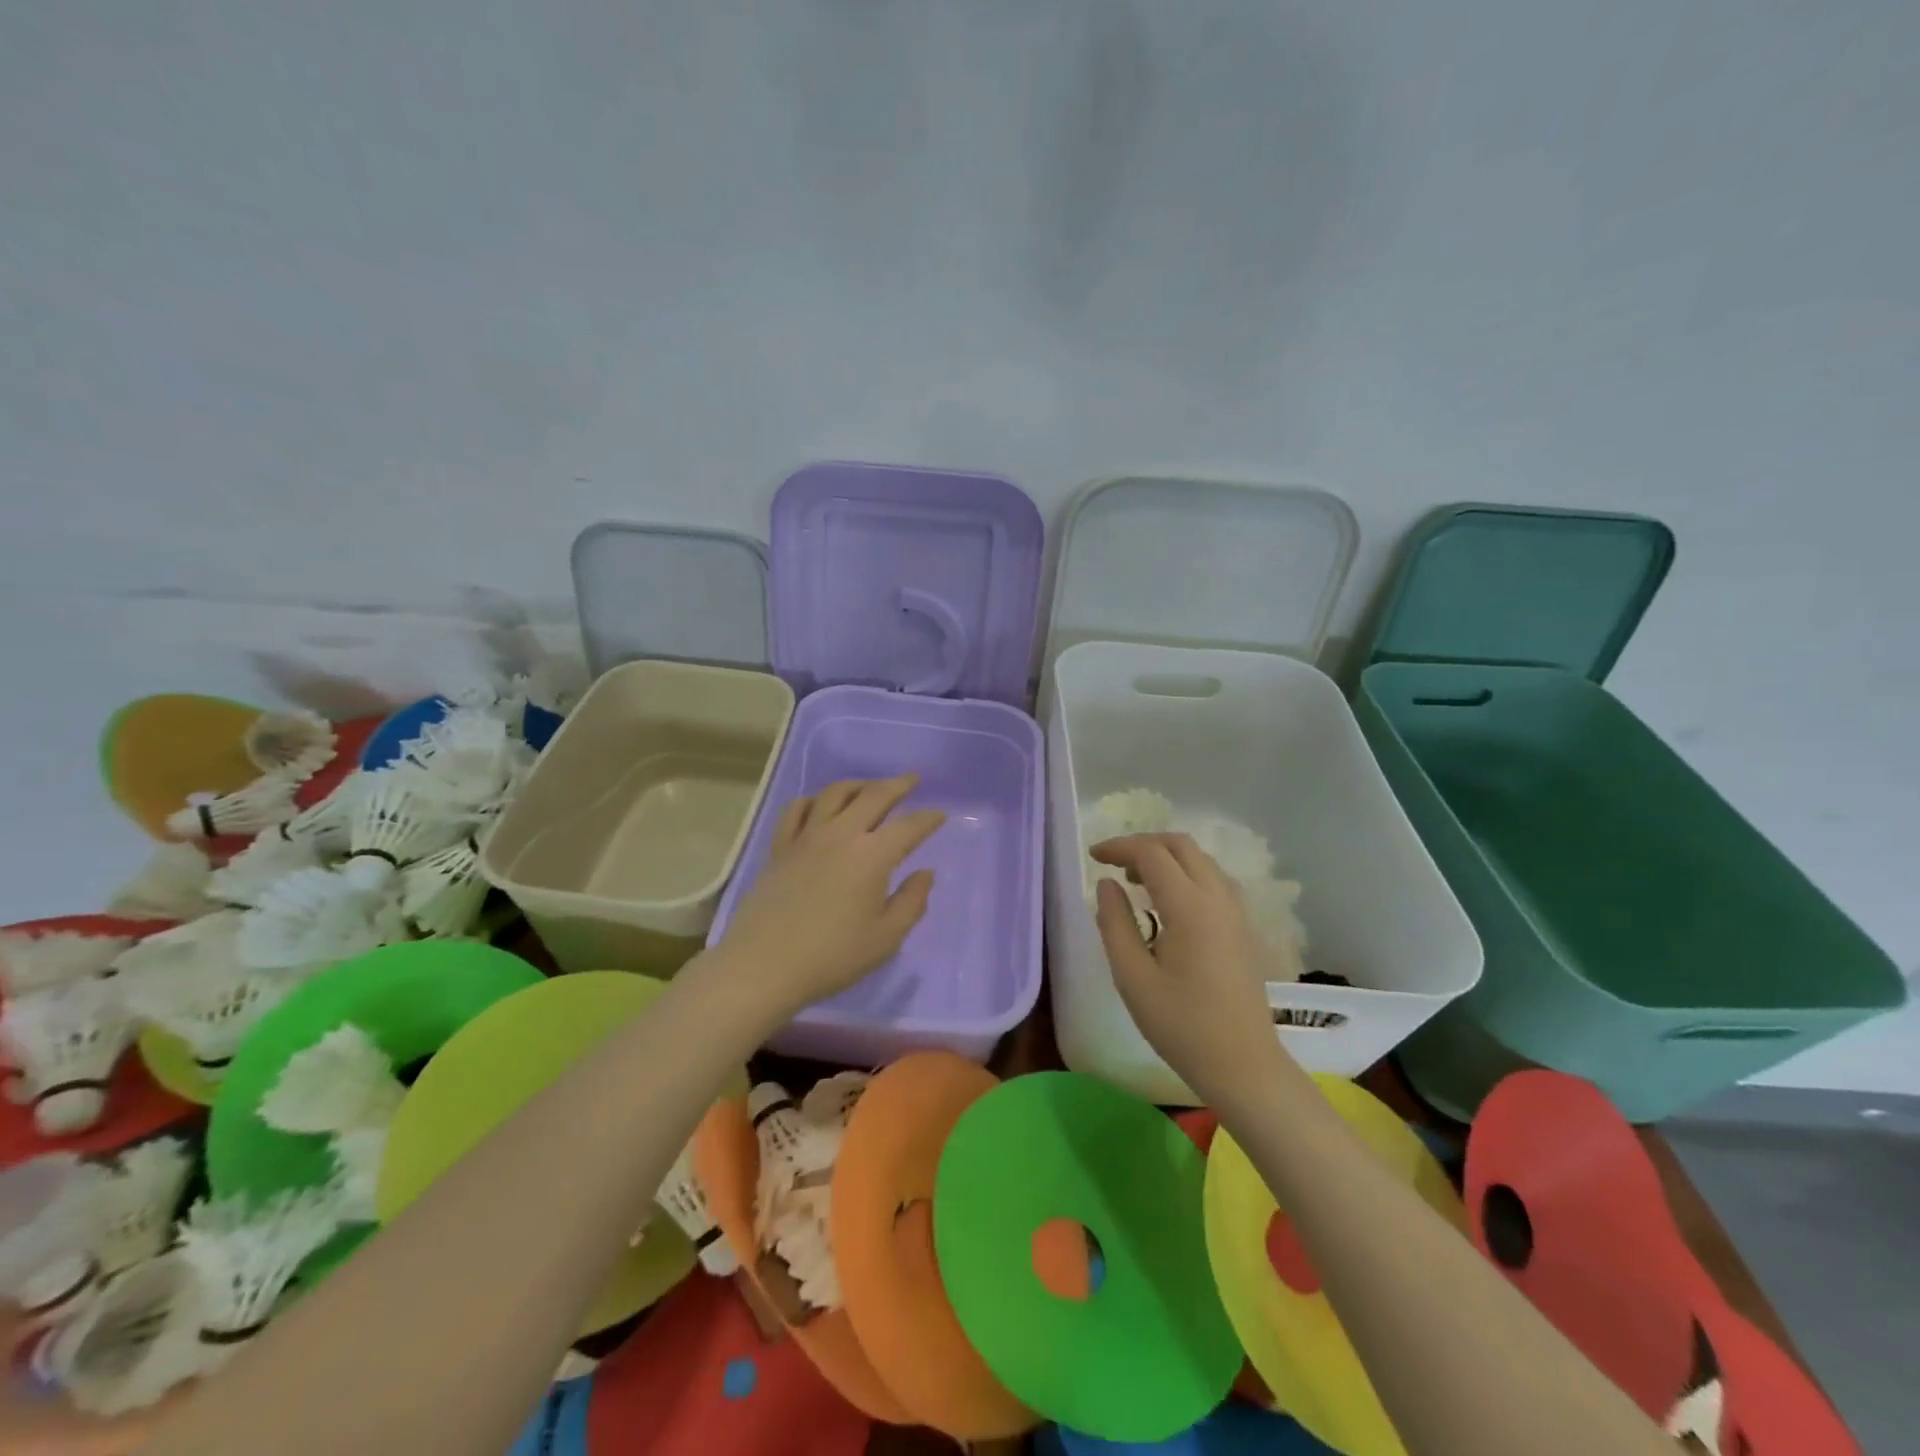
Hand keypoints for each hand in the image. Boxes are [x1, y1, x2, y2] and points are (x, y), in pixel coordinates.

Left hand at [714, 776, 945, 1024]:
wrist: (764, 965)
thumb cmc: (832, 956)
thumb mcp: (885, 939)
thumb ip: (912, 902)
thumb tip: (925, 873)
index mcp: (872, 856)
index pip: (909, 827)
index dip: (928, 819)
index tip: (941, 815)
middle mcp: (841, 834)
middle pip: (874, 795)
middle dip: (898, 784)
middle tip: (912, 779)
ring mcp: (807, 837)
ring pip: (835, 793)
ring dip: (859, 784)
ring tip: (870, 787)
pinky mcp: (780, 847)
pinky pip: (797, 809)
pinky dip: (814, 800)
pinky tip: (820, 805)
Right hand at [1092, 833, 1285, 1107]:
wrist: (1244, 1065)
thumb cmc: (1182, 1025)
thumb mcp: (1133, 977)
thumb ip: (1115, 923)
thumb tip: (1107, 885)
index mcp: (1190, 907)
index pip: (1152, 854)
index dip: (1120, 847)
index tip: (1093, 856)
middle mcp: (1218, 898)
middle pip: (1181, 845)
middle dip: (1143, 844)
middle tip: (1113, 863)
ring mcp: (1236, 911)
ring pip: (1200, 859)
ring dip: (1166, 857)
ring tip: (1135, 880)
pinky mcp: (1243, 926)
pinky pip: (1213, 878)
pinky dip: (1185, 873)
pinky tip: (1167, 900)